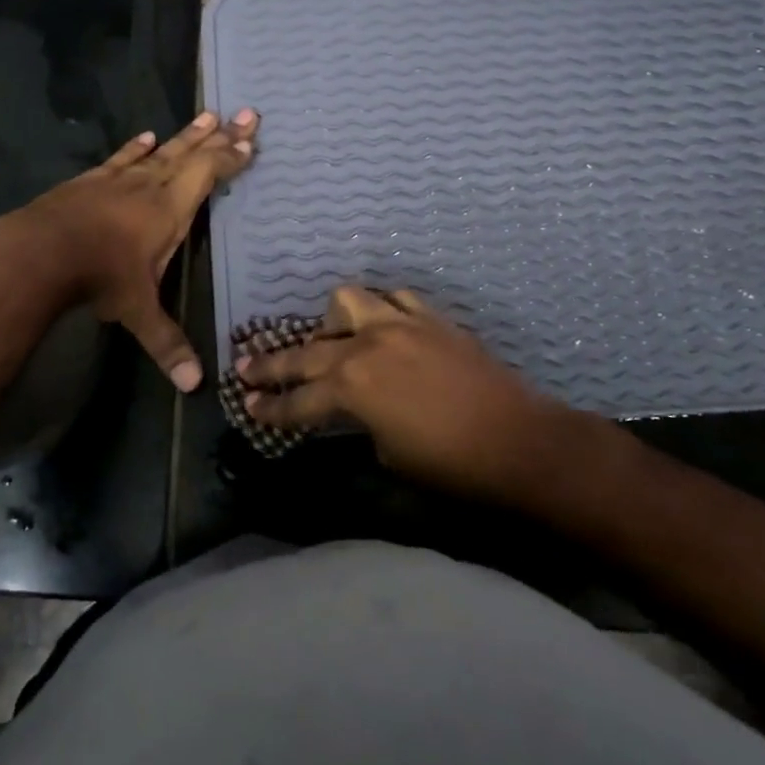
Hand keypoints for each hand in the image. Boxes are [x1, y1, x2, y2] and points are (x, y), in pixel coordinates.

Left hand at [12, 108, 258, 391]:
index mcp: (170, 210)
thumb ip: (168, 343)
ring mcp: (118, 179)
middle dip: (220, 135)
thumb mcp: (138, 311)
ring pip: (160, 150)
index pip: (208, 175)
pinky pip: (121, 158)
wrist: (40, 250)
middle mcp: (150, 186)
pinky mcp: (91, 180)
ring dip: (185, 135)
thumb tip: (195, 386)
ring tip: (206, 115)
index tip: (250, 142)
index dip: (230, 159)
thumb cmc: (100, 275)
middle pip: (191, 153)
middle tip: (244, 112)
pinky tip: (146, 136)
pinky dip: (136, 148)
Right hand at [240, 286, 591, 502]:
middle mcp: (366, 347)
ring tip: (329, 340)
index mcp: (352, 388)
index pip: (298, 400)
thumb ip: (358, 423)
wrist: (519, 442)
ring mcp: (399, 325)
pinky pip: (394, 300)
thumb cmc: (450, 464)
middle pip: (306, 352)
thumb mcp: (388, 453)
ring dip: (330, 324)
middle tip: (245, 367)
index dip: (270, 407)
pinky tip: (382, 327)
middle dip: (272, 364)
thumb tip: (351, 412)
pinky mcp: (430, 319)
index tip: (246, 406)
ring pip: (346, 304)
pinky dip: (381, 311)